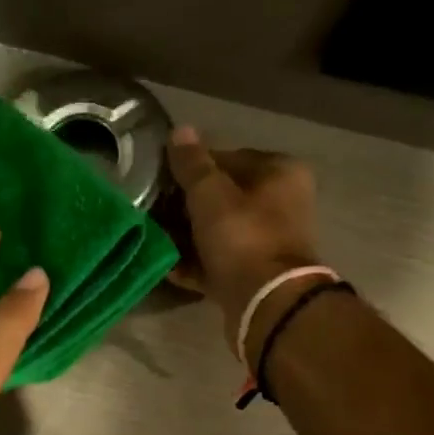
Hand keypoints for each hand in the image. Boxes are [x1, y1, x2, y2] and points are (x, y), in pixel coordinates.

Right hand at [165, 127, 322, 358]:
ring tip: (154, 237)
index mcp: (279, 174)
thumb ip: (192, 164)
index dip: (192, 169)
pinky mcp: (254, 276)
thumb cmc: (242, 237)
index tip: (160, 181)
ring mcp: (268, 243)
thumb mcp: (210, 194)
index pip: (228, 158)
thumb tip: (179, 131)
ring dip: (187, 236)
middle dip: (186, 206)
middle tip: (152, 211)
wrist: (267, 304)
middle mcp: (280, 205)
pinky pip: (217, 262)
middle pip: (223, 198)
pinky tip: (166, 265)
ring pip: (218, 232)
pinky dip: (194, 263)